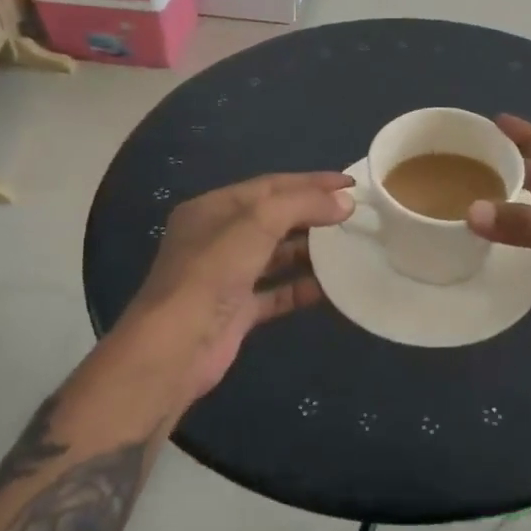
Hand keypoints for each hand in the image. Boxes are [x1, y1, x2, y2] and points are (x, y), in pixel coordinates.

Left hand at [113, 172, 352, 405]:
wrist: (175, 348)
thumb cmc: (212, 272)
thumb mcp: (257, 223)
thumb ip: (302, 204)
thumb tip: (346, 201)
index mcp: (213, 209)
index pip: (270, 186)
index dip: (311, 182)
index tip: (350, 183)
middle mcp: (218, 239)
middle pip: (274, 218)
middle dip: (313, 214)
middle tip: (355, 214)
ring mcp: (227, 277)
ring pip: (276, 256)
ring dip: (310, 251)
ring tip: (350, 246)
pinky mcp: (237, 311)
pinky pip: (277, 292)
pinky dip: (302, 287)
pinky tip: (332, 287)